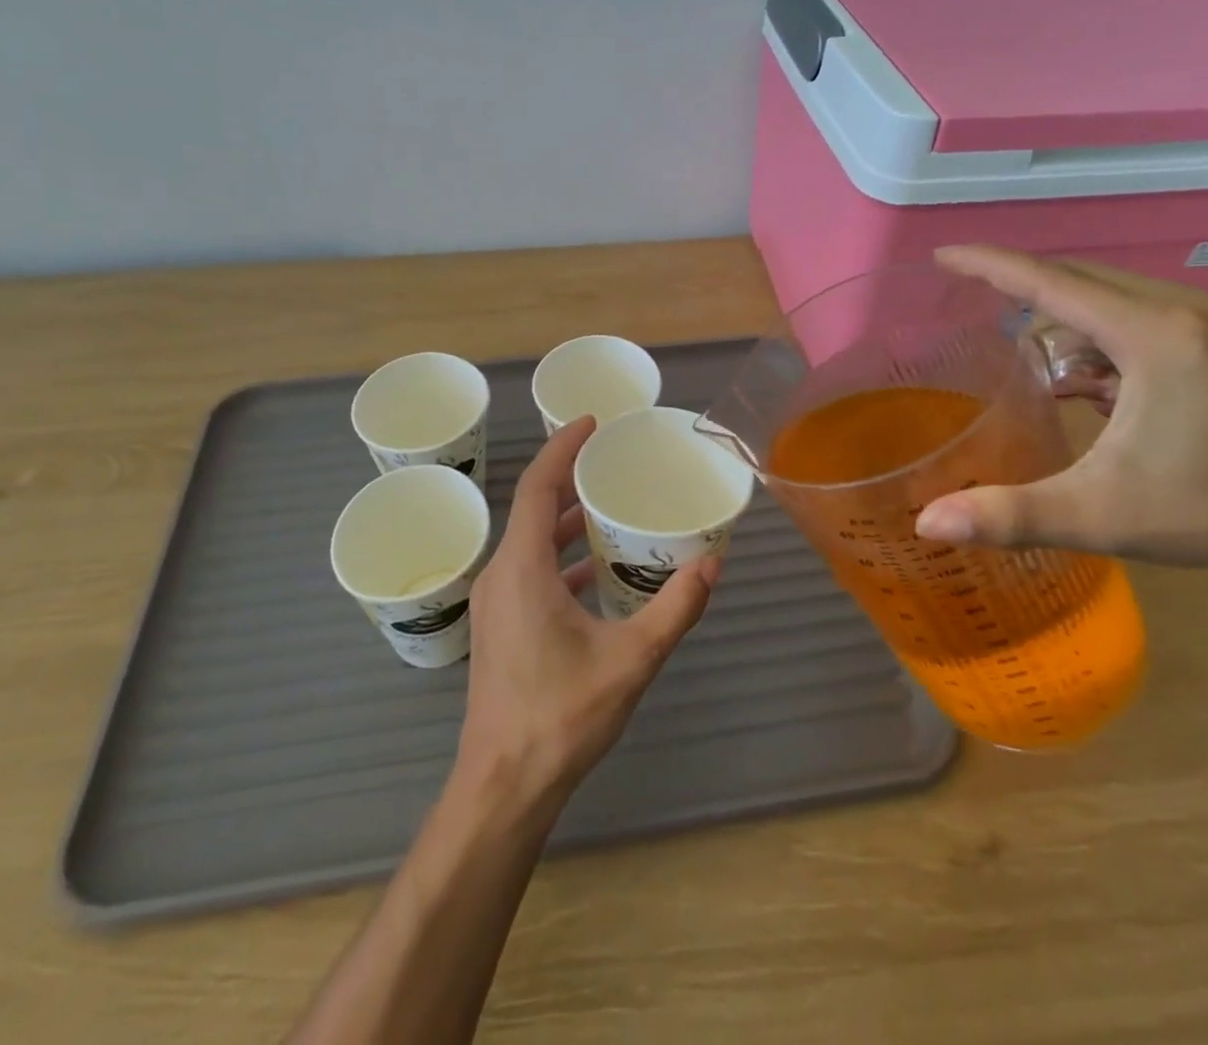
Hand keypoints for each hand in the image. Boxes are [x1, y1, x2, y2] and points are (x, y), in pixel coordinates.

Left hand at [457, 416, 718, 809]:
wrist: (502, 786)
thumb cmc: (561, 716)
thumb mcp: (631, 660)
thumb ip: (675, 609)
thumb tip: (711, 565)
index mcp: (523, 569)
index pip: (536, 486)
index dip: (562, 448)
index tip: (591, 422)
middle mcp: (502, 575)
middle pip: (532, 507)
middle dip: (569, 478)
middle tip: (613, 462)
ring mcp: (496, 602)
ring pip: (531, 541)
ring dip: (566, 520)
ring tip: (611, 507)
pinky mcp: (501, 626)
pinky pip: (530, 570)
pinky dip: (560, 557)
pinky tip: (597, 571)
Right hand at [915, 246, 1207, 572]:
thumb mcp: (1099, 515)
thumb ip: (1010, 516)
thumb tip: (927, 524)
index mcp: (1153, 335)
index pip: (1051, 283)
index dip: (990, 265)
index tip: (942, 255)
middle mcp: (1182, 309)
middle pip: (1076, 279)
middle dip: (1018, 287)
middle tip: (965, 303)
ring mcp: (1207, 318)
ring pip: (1105, 294)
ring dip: (1058, 315)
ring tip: (1021, 353)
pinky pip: (1133, 312)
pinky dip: (1093, 333)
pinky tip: (1081, 378)